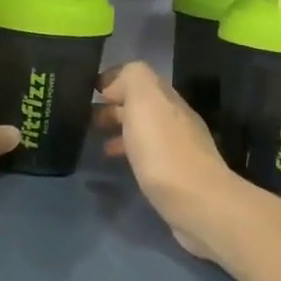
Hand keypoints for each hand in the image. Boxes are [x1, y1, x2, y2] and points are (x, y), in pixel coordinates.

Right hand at [97, 62, 242, 259]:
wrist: (197, 203)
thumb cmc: (163, 150)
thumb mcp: (144, 100)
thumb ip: (131, 79)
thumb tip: (114, 84)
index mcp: (166, 98)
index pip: (138, 77)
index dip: (113, 79)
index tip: (87, 89)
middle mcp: (174, 118)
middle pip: (141, 103)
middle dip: (113, 104)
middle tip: (83, 116)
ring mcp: (177, 147)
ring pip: (142, 128)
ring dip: (119, 128)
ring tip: (94, 138)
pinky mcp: (174, 175)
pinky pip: (146, 153)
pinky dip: (128, 151)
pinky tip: (116, 161)